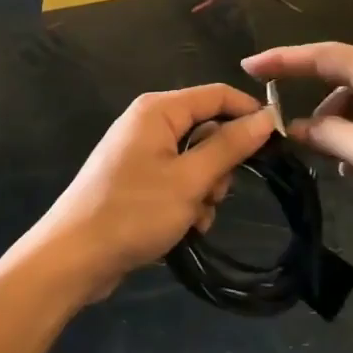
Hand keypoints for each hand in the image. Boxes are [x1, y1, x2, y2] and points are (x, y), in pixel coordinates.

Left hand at [25, 84, 273, 301]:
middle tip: (216, 194)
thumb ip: (229, 146)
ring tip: (195, 217)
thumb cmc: (133, 212)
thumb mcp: (190, 180)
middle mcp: (149, 123)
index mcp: (158, 110)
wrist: (73, 258)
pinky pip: (177, 179)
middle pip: (206, 129)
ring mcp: (140, 152)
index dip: (250, 113)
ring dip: (205, 189)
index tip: (278, 143)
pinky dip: (187, 201)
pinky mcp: (136, 180)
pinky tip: (185, 227)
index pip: (217, 95)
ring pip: (195, 159)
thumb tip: (266, 117)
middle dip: (220, 164)